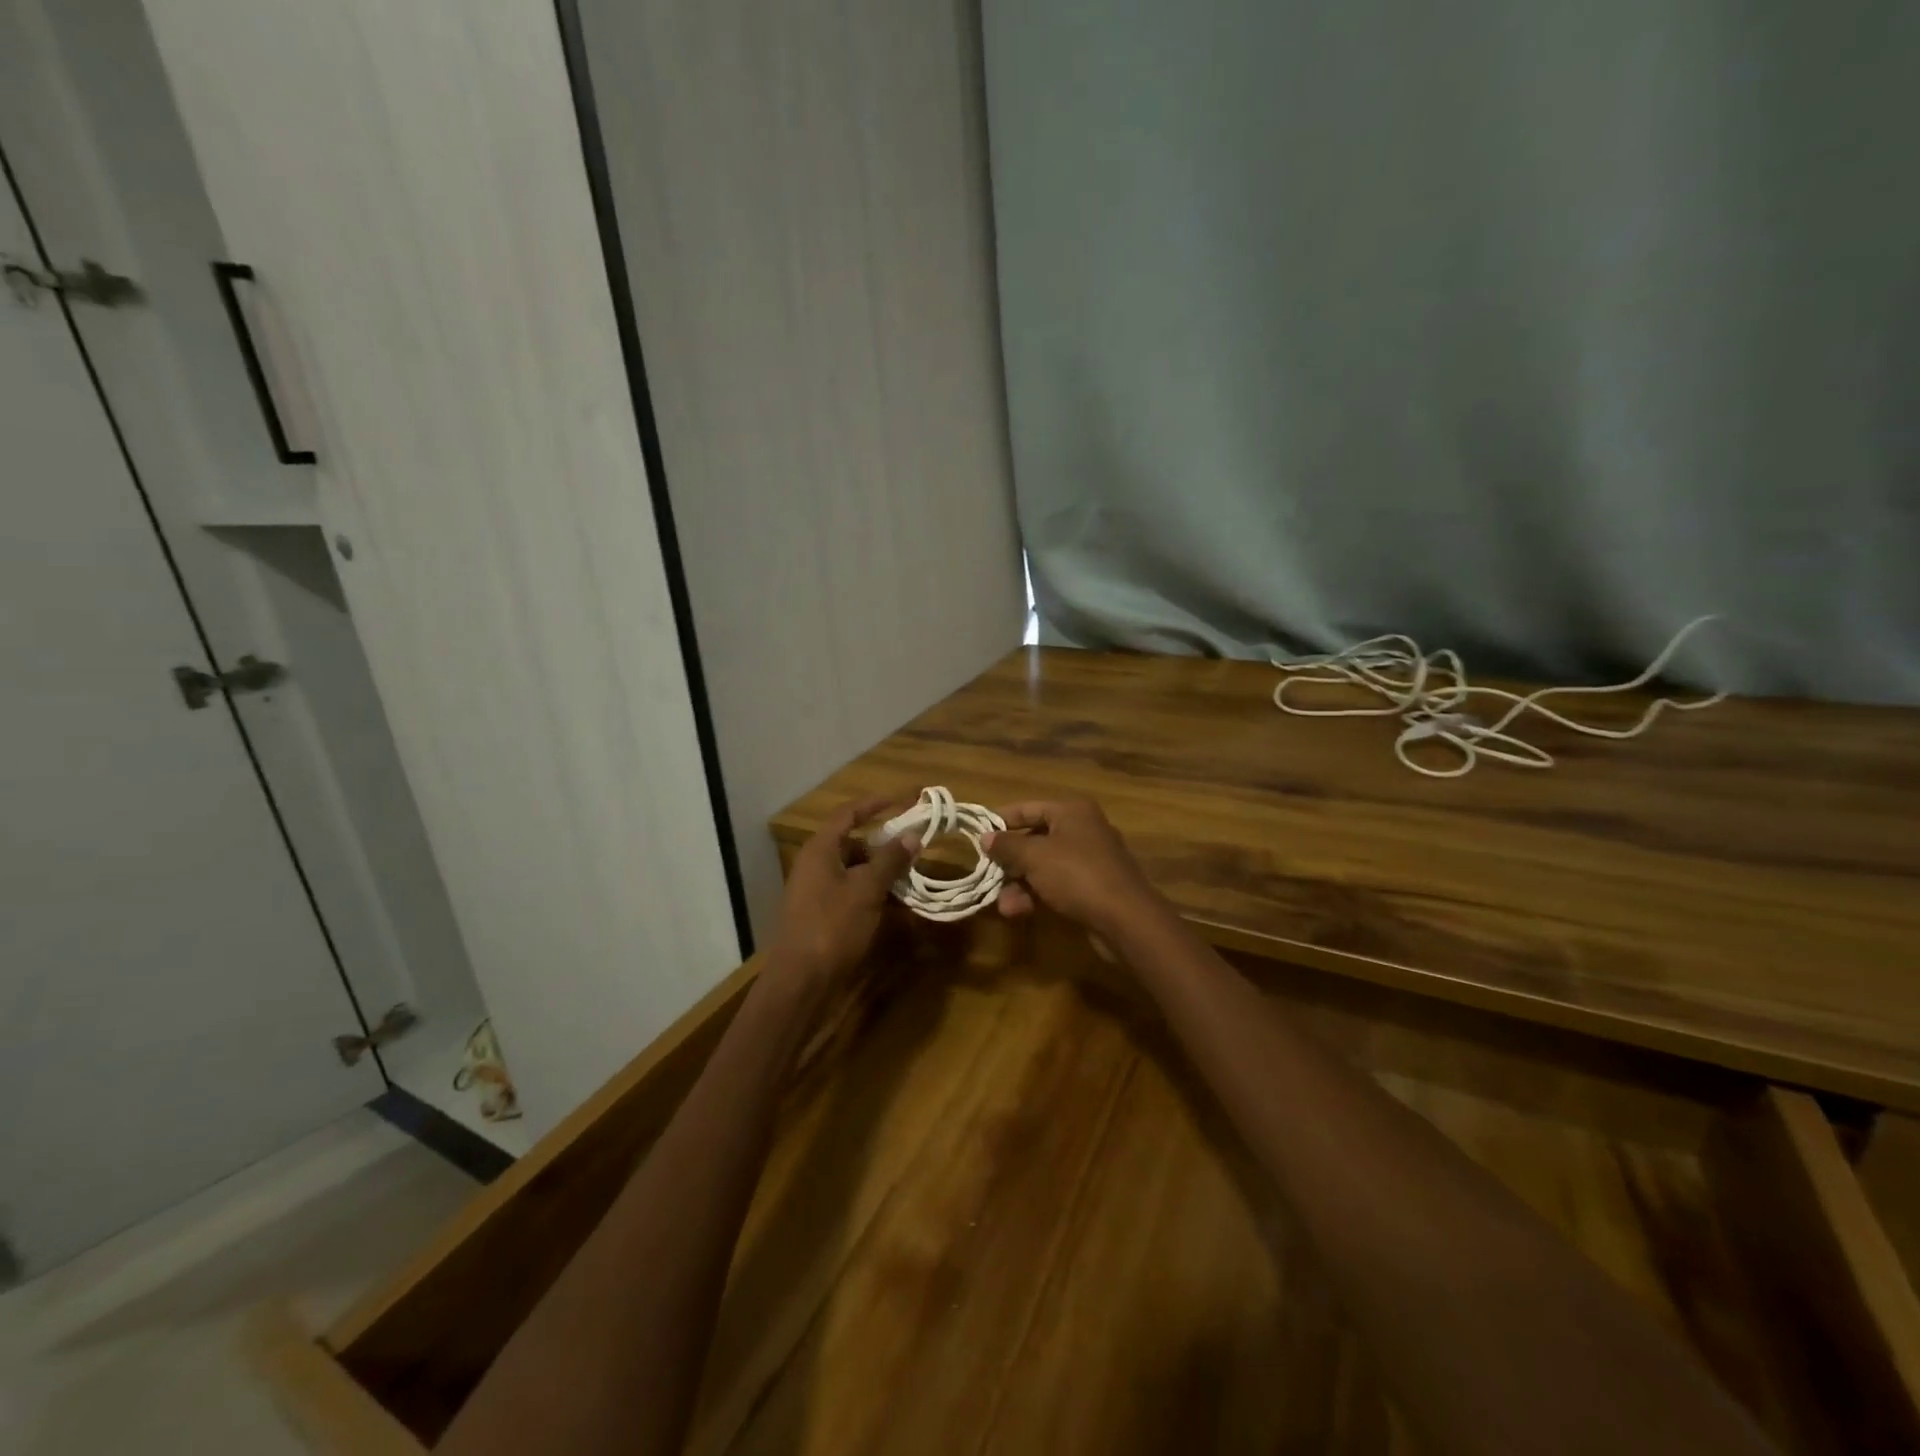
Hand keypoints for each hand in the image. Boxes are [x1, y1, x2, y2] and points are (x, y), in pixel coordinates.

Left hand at [767, 797, 918, 988]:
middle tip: (913, 849)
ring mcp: (815, 891)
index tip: (903, 800)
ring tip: (910, 878)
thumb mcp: (867, 890)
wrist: (801, 981)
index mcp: (821, 850)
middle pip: (852, 843)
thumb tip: (912, 835)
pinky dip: (872, 893)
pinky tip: (895, 906)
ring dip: (881, 872)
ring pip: (853, 870)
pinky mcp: (820, 914)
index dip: (875, 804)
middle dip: (883, 845)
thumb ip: (890, 860)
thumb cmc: (833, 926)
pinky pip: (850, 892)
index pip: (848, 814)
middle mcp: (814, 865)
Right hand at [983, 798, 1168, 939]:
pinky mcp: (1093, 887)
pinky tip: (1019, 912)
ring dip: (1020, 884)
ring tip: (1003, 905)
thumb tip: (986, 838)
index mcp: (1072, 811)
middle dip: (1010, 861)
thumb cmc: (1077, 875)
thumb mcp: (1034, 856)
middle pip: (1035, 838)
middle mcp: (1082, 829)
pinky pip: (1057, 884)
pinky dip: (1037, 895)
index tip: (977, 835)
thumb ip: (1007, 845)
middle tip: (987, 874)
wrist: (1126, 918)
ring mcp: (1090, 859)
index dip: (1001, 820)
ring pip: (1044, 866)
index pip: (1028, 807)